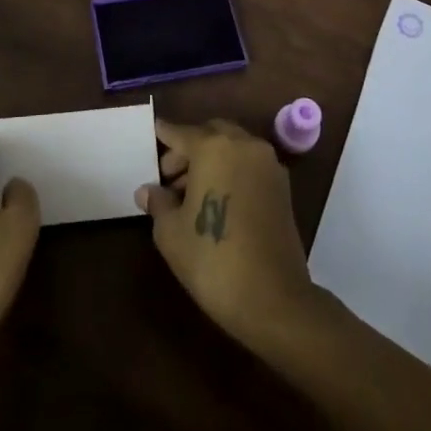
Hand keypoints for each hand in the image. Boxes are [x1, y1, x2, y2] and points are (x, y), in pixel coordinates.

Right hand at [137, 118, 317, 347]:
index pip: (181, 133)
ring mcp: (268, 165)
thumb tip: (148, 191)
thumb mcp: (171, 232)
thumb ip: (158, 203)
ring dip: (211, 159)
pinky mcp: (283, 187)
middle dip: (189, 148)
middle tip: (168, 176)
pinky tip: (217, 201)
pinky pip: (250, 165)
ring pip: (233, 148)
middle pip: (211, 134)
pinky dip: (232, 171)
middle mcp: (244, 146)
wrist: (273, 299)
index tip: (153, 132)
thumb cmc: (212, 259)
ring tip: (189, 194)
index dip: (164, 134)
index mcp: (214, 148)